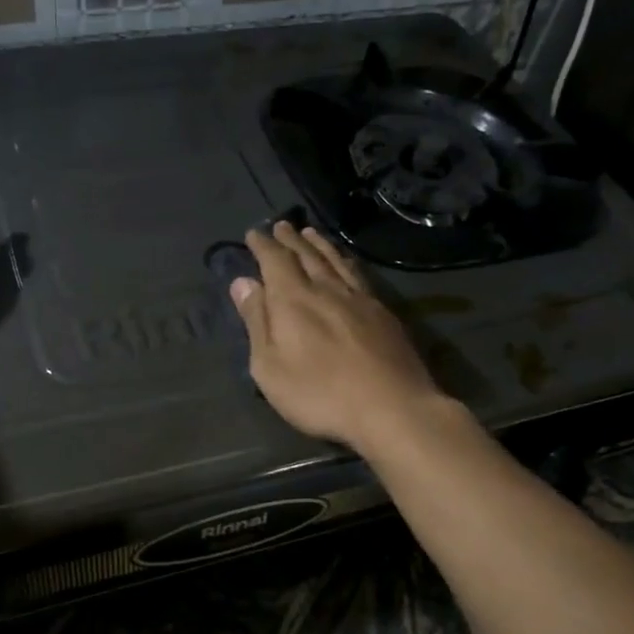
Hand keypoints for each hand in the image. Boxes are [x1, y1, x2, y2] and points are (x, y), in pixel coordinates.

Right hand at [230, 222, 444, 453]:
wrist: (391, 407)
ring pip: (335, 261)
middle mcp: (326, 289)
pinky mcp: (383, 313)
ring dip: (320, 245)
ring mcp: (359, 299)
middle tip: (281, 225)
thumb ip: (256, 321)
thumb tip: (243, 282)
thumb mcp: (270, 366)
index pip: (274, 260)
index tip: (253, 233)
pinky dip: (346, 262)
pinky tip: (347, 264)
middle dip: (290, 239)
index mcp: (293, 300)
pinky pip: (358, 275)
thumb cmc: (319, 394)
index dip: (263, 245)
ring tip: (311, 233)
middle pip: (306, 255)